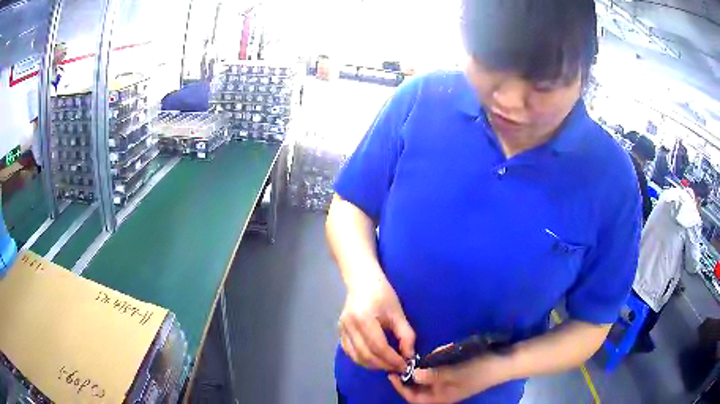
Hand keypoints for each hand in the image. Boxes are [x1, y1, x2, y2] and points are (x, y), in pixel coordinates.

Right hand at [339, 276, 414, 371]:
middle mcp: (349, 326)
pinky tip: (375, 359)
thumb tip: (409, 356)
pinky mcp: (339, 333)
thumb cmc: (382, 294)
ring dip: (373, 366)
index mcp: (363, 319)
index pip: (378, 347)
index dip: (392, 359)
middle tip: (399, 368)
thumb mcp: (398, 313)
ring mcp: (341, 330)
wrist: (362, 281)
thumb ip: (406, 335)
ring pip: (356, 357)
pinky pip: (350, 353)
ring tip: (389, 365)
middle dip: (384, 365)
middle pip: (366, 355)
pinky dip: (363, 360)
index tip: (405, 366)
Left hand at [388, 352, 513, 403]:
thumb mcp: (455, 373)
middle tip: (404, 362)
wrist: (503, 363)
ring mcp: (449, 383)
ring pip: (427, 378)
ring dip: (423, 368)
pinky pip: (438, 370)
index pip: (413, 397)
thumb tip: (413, 374)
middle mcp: (442, 393)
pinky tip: (437, 353)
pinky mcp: (455, 374)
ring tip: (419, 356)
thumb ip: (433, 375)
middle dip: (410, 376)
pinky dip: (435, 362)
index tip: (391, 373)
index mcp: (440, 397)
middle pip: (418, 389)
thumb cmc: (479, 370)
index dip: (400, 387)